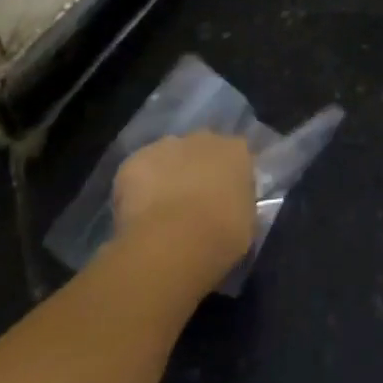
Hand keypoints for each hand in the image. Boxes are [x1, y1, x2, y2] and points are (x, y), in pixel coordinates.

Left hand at [113, 132, 255, 285]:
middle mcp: (204, 138)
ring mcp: (167, 146)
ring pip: (168, 157)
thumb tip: (231, 207)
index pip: (237, 158)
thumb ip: (240, 204)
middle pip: (202, 150)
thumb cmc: (221, 235)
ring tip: (161, 211)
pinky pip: (138, 172)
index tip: (224, 201)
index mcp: (237, 151)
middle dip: (197, 170)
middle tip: (192, 204)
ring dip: (167, 175)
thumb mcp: (247, 223)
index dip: (228, 179)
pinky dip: (137, 188)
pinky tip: (138, 215)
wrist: (173, 243)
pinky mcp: (134, 160)